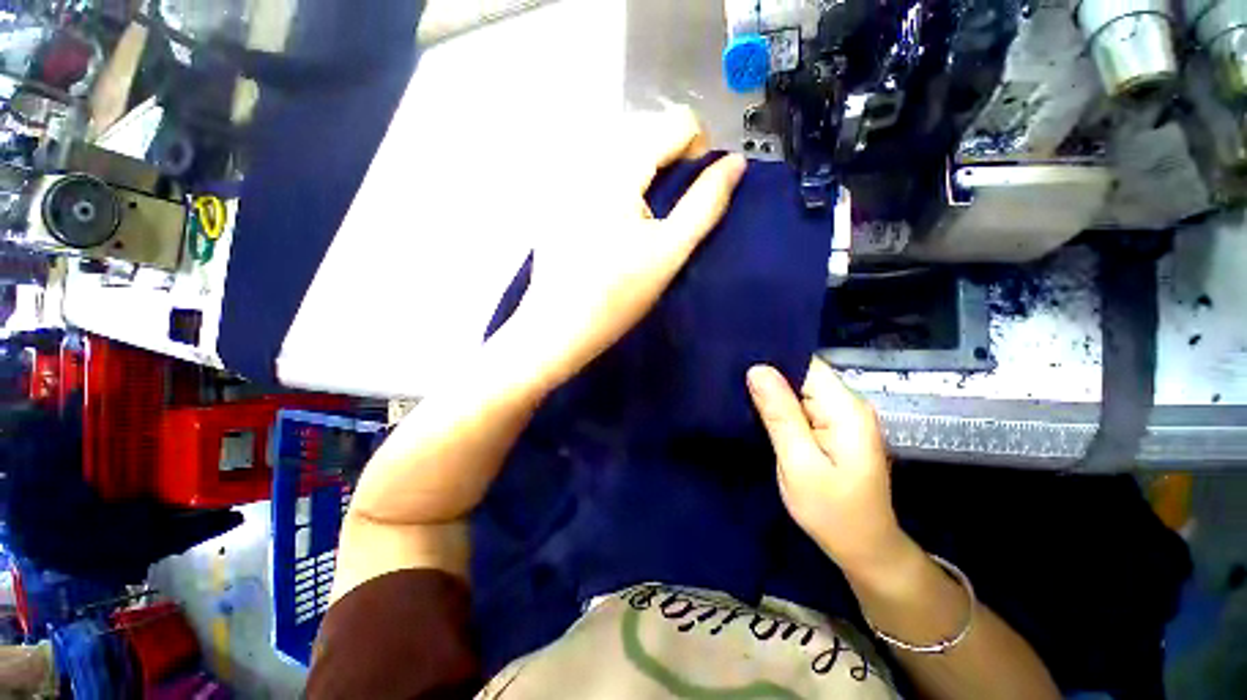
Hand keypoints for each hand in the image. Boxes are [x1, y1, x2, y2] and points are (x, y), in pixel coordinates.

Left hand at [507, 107, 746, 385]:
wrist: (556, 329)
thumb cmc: (617, 296)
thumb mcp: (669, 252)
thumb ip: (706, 204)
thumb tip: (735, 163)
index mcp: (618, 168)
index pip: (676, 122)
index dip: (699, 153)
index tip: (694, 196)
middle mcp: (589, 161)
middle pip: (649, 137)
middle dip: (670, 170)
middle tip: (667, 220)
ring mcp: (568, 182)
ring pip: (625, 158)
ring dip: (646, 182)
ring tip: (642, 229)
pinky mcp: (557, 203)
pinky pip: (601, 178)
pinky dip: (621, 193)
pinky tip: (613, 234)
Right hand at [747, 358, 912, 579]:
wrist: (864, 549)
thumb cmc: (832, 511)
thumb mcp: (799, 463)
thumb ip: (779, 414)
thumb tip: (757, 369)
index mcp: (845, 409)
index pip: (806, 365)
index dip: (773, 359)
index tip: (738, 360)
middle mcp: (848, 405)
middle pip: (803, 374)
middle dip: (768, 376)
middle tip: (731, 379)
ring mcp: (842, 417)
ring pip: (801, 390)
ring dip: (772, 392)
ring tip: (738, 391)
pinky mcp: (834, 428)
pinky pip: (803, 405)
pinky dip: (781, 407)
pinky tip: (758, 410)